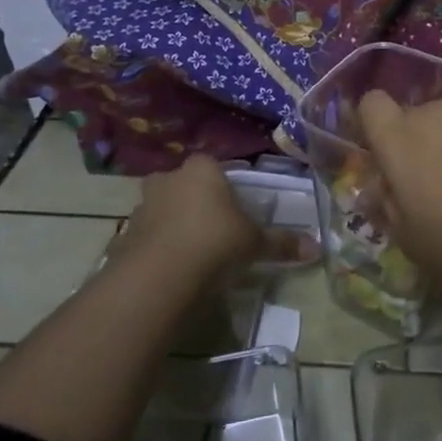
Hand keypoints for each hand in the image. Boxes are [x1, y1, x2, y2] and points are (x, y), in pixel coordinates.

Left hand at [115, 155, 310, 279]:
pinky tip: (171, 268)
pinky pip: (146, 236)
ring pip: (161, 208)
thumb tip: (317, 247)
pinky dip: (156, 247)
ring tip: (192, 251)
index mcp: (202, 170)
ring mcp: (142, 206)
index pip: (213, 165)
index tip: (234, 205)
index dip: (223, 183)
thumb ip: (282, 243)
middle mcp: (168, 179)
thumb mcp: (255, 244)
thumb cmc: (215, 243)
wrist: (159, 276)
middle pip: (183, 183)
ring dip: (172, 223)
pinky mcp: (124, 236)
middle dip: (194, 200)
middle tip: (213, 226)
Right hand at [357, 86, 441, 291]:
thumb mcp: (412, 241)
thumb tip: (379, 189)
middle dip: (416, 140)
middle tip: (435, 179)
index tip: (386, 154)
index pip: (371, 105)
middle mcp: (431, 112)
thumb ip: (388, 208)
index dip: (374, 124)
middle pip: (412, 115)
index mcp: (398, 141)